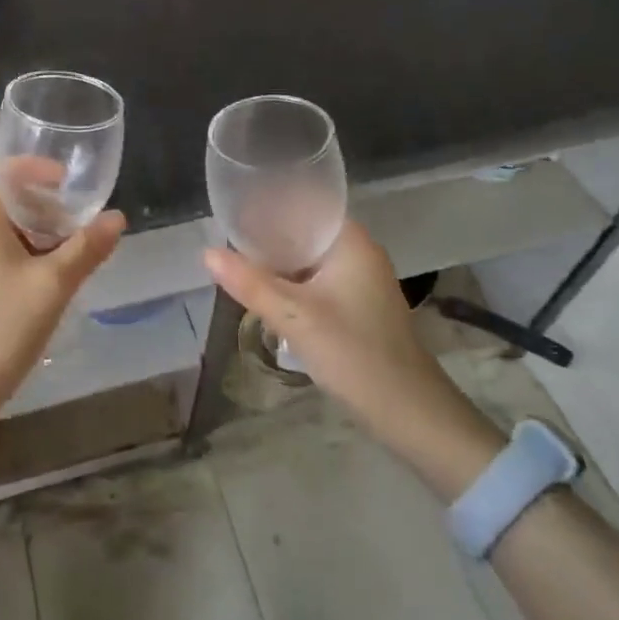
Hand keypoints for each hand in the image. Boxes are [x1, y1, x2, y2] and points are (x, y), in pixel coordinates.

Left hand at [0, 166, 125, 414]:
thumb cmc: (1, 327)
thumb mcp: (53, 285)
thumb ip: (86, 248)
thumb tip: (116, 217)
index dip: (32, 169)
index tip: (66, 182)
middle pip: (0, 200)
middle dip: (39, 203)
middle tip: (74, 219)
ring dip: (31, 231)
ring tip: (66, 250)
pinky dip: (17, 253)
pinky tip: (41, 281)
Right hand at [204, 219, 460, 435]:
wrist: (411, 414)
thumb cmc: (355, 354)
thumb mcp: (294, 317)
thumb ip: (249, 282)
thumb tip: (207, 253)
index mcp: (350, 240)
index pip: (303, 204)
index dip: (268, 204)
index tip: (235, 208)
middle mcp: (358, 251)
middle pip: (303, 231)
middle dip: (268, 237)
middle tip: (227, 239)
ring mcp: (361, 280)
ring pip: (308, 259)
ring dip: (279, 264)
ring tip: (238, 264)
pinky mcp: (359, 305)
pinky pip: (317, 280)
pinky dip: (293, 284)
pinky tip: (267, 294)